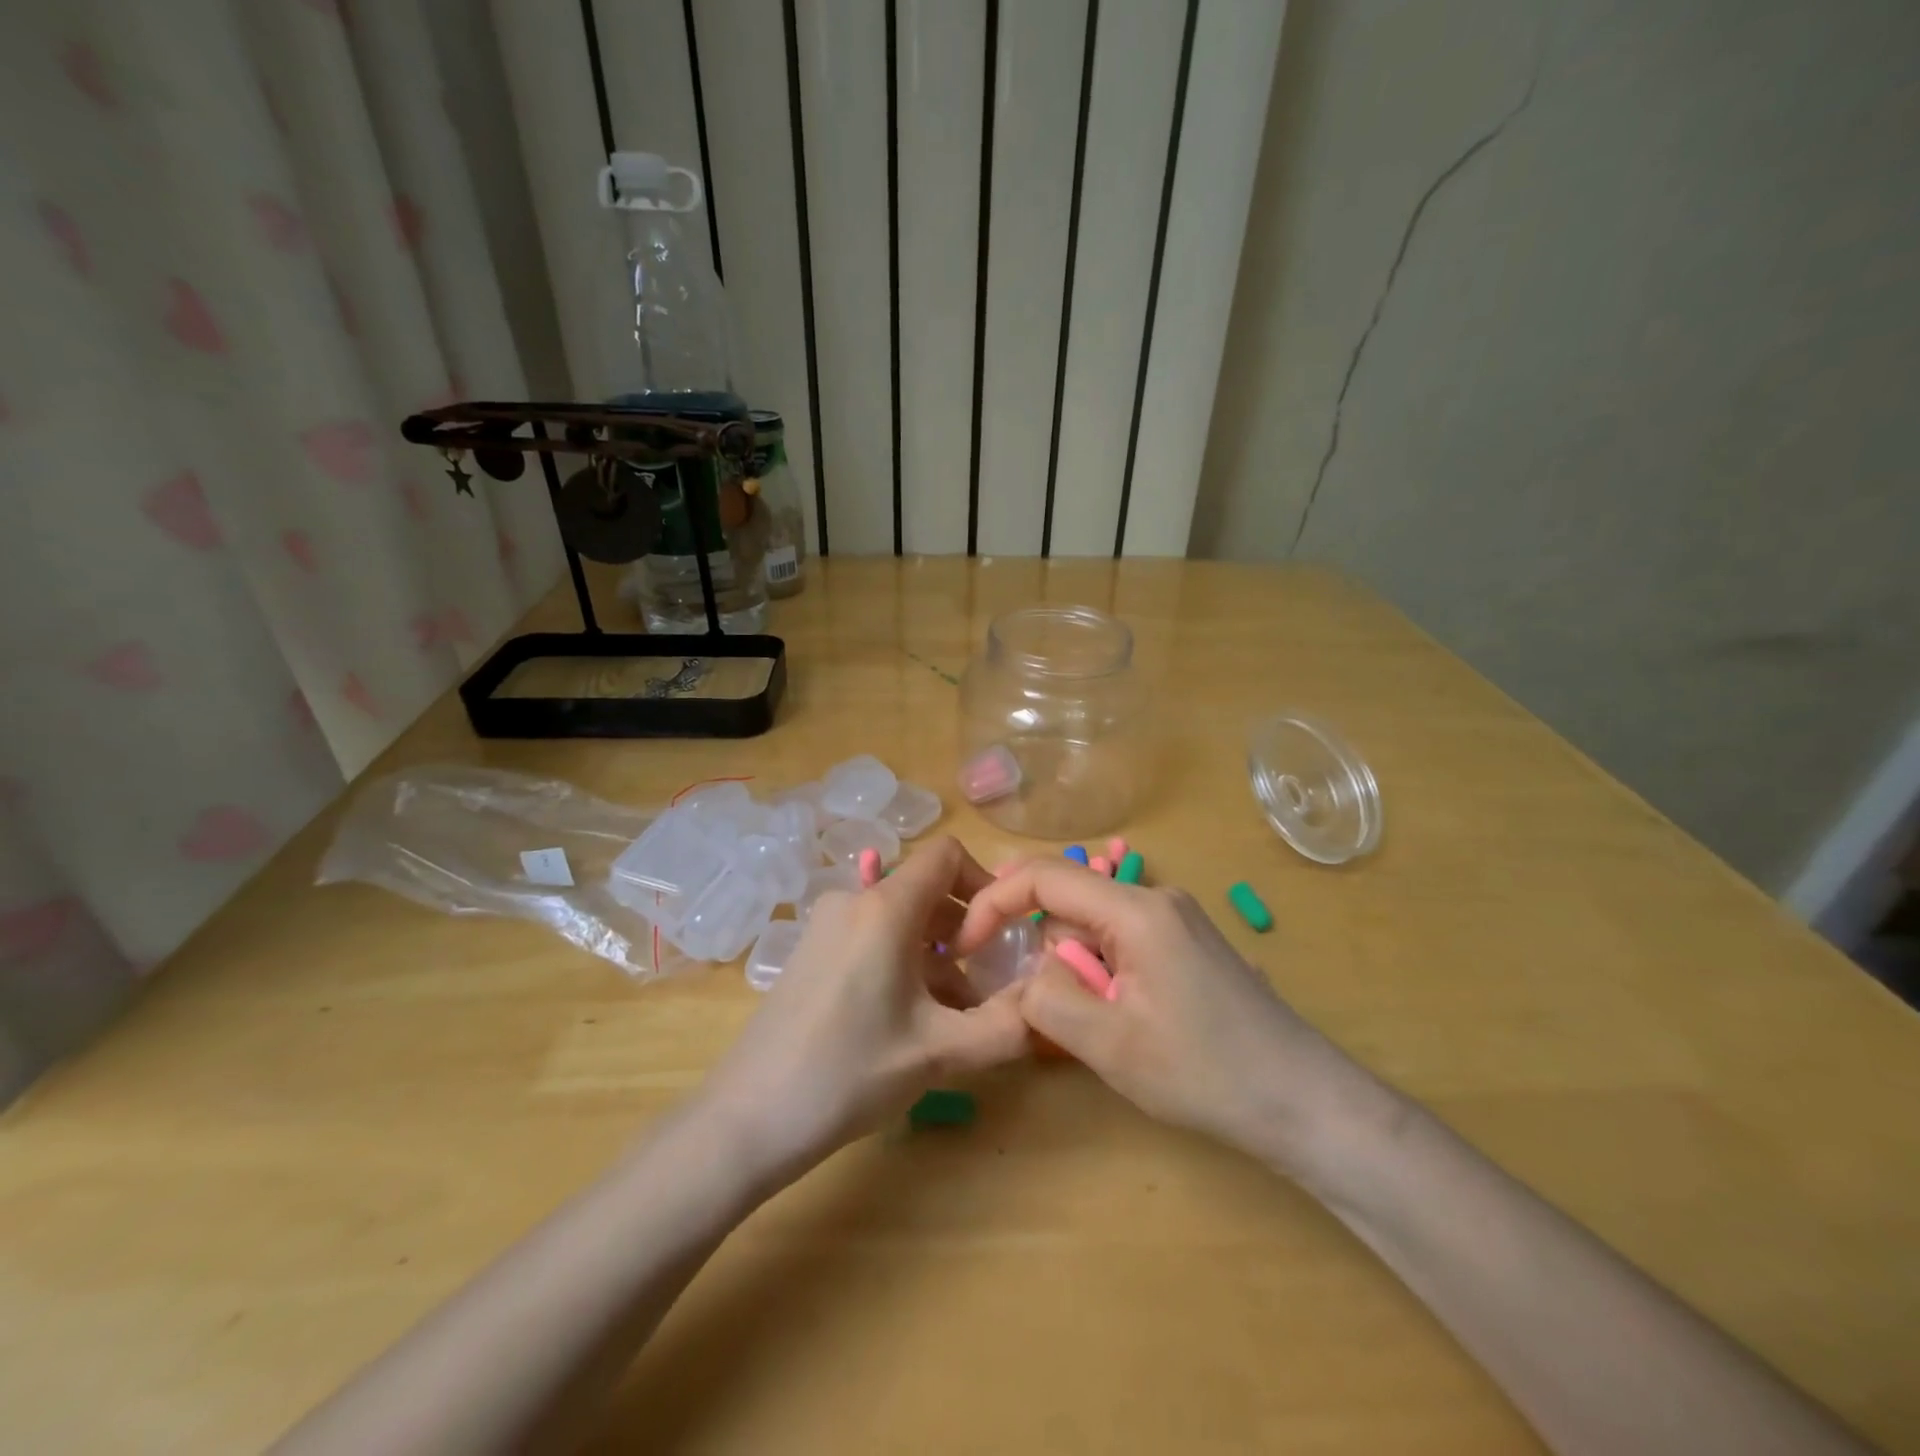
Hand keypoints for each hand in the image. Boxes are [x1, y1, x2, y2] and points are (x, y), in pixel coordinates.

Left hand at [697, 836, 1028, 1181]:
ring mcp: (825, 926)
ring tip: (955, 1015)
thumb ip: (1006, 1026)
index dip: (985, 884)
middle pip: (925, 891)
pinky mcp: (810, 953)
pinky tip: (911, 1021)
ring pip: (899, 920)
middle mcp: (852, 901)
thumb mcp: (939, 1052)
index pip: (946, 855)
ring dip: (936, 955)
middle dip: (964, 931)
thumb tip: (1048, 1003)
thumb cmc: (848, 1073)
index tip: (1000, 935)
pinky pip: (871, 939)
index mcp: (884, 907)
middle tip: (985, 985)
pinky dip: (902, 963)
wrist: (746, 1119)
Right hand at [955, 860, 1382, 1173]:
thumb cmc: (1206, 1072)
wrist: (1305, 1102)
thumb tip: (1026, 971)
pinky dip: (1099, 971)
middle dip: (1039, 944)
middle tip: (1035, 1001)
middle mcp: (1156, 898)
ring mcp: (1176, 919)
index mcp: (1136, 910)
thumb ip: (1047, 999)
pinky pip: (1120, 941)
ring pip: (1092, 925)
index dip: (993, 901)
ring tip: (1093, 1024)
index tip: (965, 946)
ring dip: (1072, 966)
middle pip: (1069, 899)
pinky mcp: (1186, 944)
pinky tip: (1119, 1017)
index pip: (1044, 877)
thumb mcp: (1109, 1044)